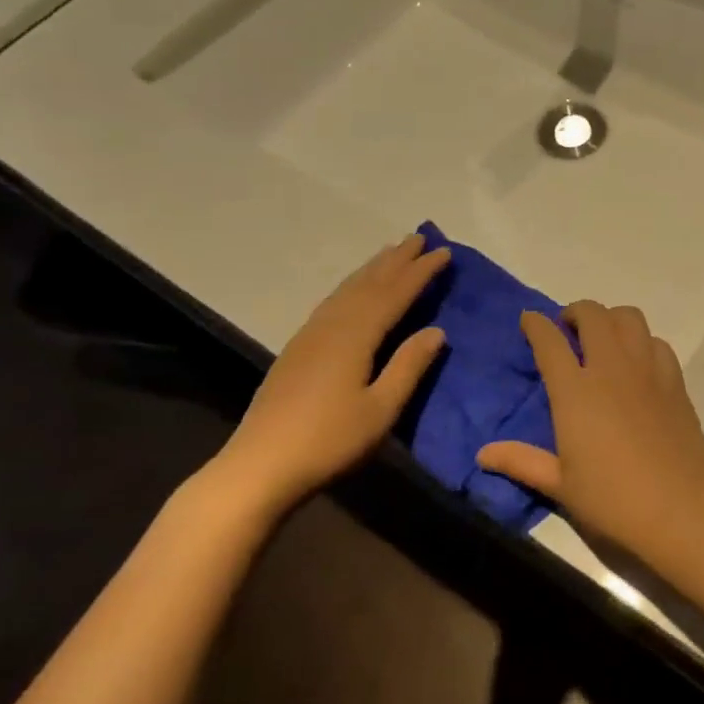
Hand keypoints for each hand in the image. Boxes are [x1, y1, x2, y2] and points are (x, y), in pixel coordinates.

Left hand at [212, 233, 449, 511]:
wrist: (260, 465)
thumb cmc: (329, 441)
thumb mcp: (381, 409)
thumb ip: (409, 366)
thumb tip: (437, 331)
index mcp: (355, 336)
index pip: (395, 294)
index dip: (420, 272)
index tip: (444, 251)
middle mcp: (331, 325)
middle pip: (368, 283)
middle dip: (396, 260)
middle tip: (419, 237)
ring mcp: (310, 335)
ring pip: (347, 290)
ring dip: (372, 269)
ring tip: (391, 253)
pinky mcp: (297, 349)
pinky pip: (333, 302)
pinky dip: (352, 287)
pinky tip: (353, 292)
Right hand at [476, 301, 703, 548]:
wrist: (679, 509)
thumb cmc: (612, 500)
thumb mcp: (559, 485)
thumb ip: (521, 461)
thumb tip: (482, 454)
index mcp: (575, 391)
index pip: (549, 341)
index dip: (535, 324)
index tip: (528, 320)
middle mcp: (611, 369)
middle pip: (593, 315)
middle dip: (575, 312)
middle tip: (567, 329)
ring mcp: (647, 371)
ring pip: (629, 318)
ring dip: (611, 319)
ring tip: (603, 339)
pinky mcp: (675, 382)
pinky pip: (657, 342)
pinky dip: (642, 341)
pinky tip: (637, 363)